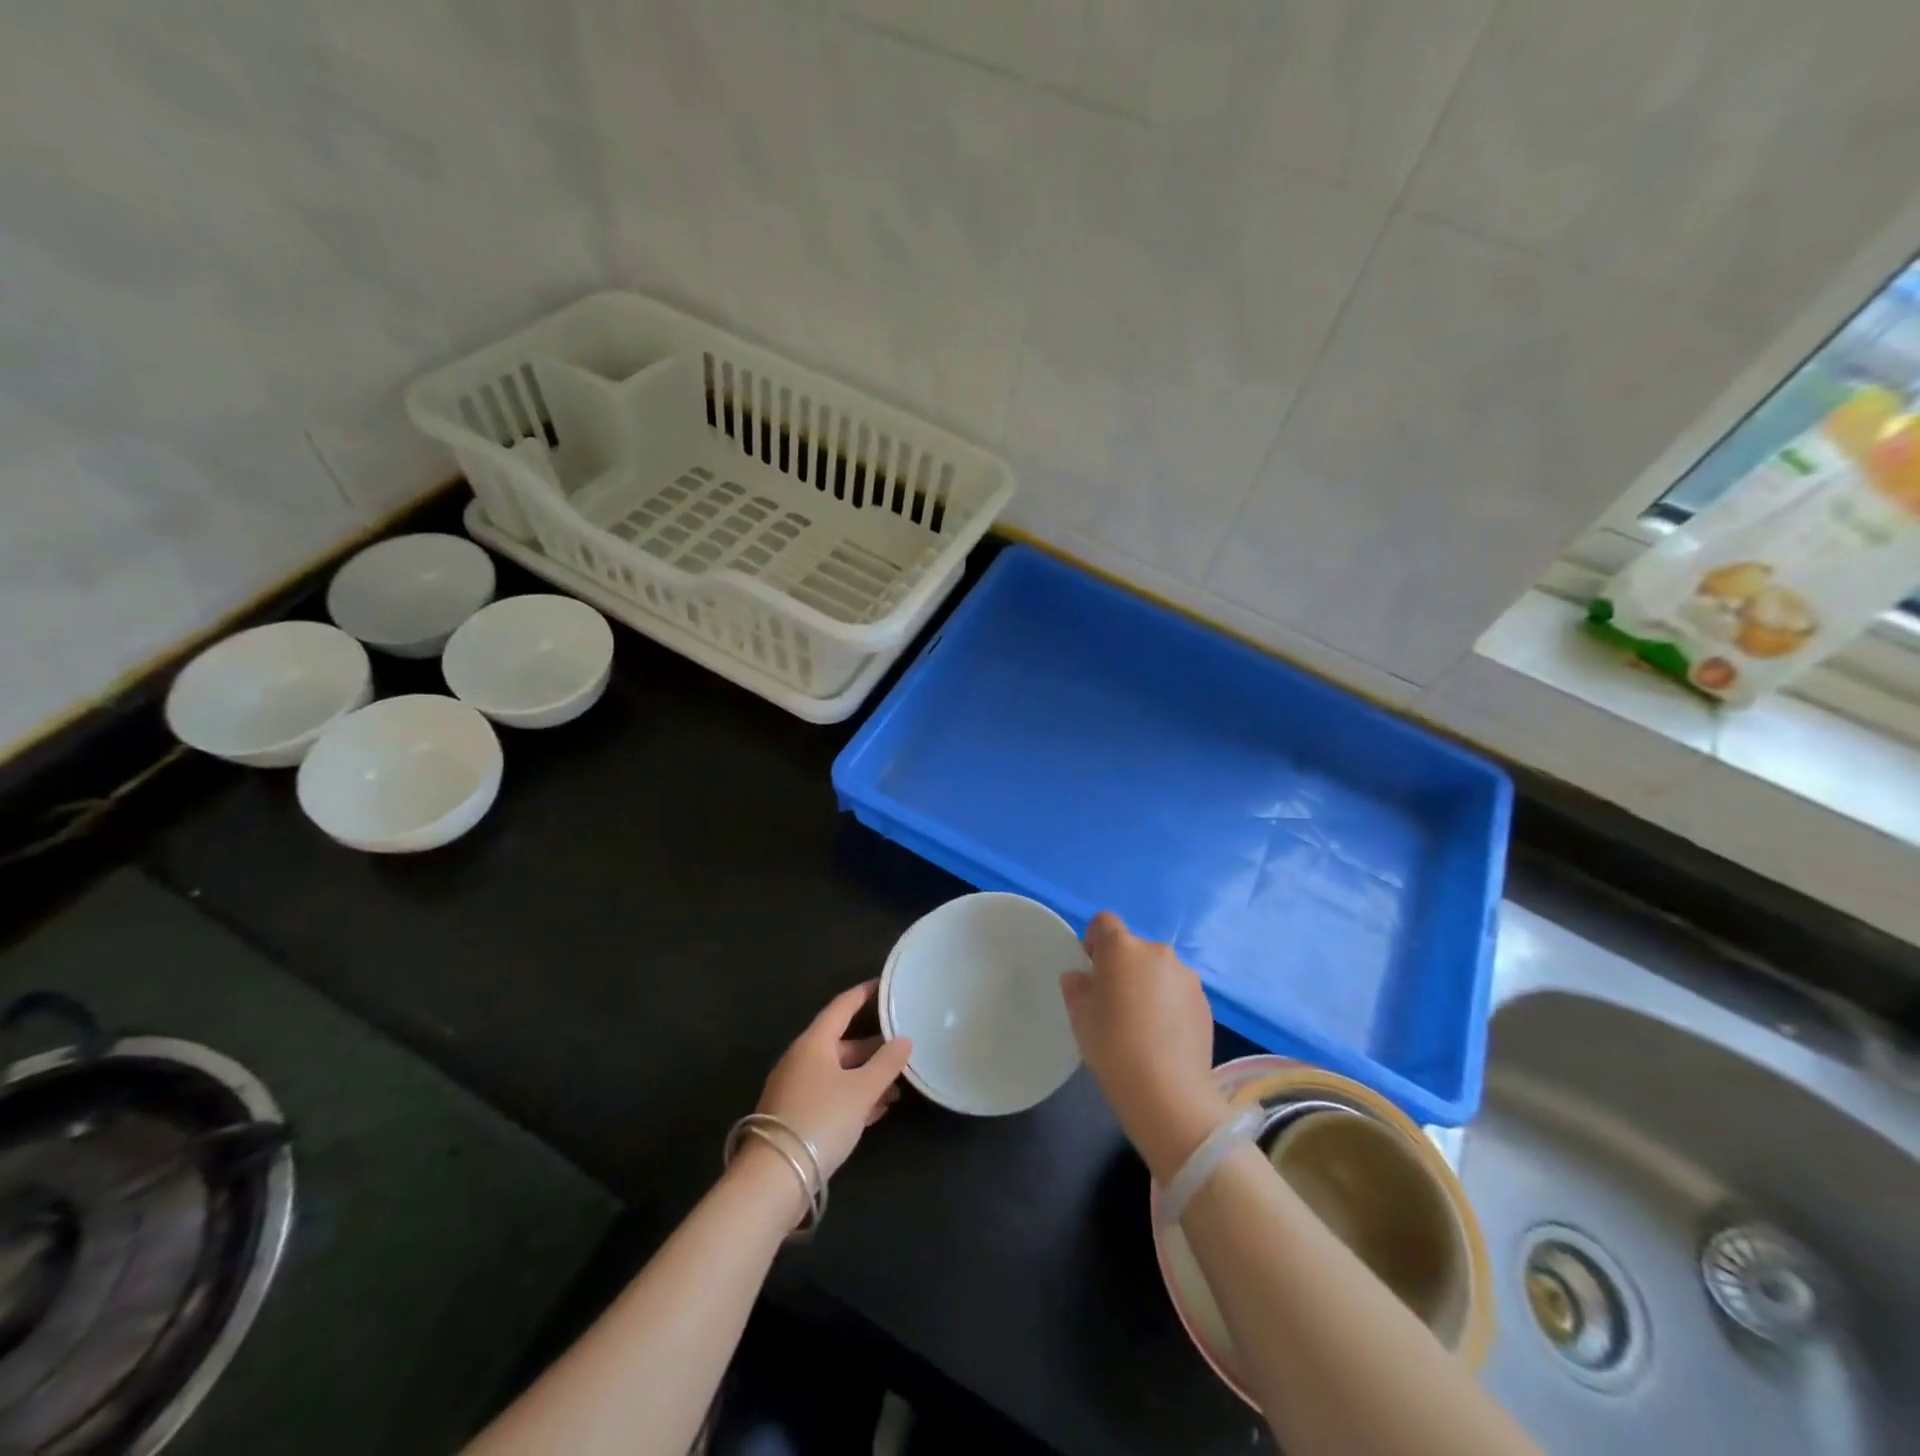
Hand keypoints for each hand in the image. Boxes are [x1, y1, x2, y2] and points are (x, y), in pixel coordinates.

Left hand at [756, 981, 912, 1180]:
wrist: (775, 1179)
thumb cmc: (821, 1120)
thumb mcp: (861, 1090)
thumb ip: (886, 1064)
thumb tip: (904, 1040)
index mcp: (813, 1043)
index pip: (841, 1007)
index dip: (863, 994)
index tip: (883, 984)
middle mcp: (801, 1060)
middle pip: (841, 1043)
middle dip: (873, 1046)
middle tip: (902, 1045)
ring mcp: (796, 1090)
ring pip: (838, 1073)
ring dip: (867, 1076)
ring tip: (898, 1084)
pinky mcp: (796, 1118)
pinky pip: (831, 1096)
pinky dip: (854, 1096)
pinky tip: (877, 1109)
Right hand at [1061, 912, 1230, 1182]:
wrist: (1168, 1092)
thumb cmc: (1113, 1047)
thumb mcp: (1079, 1016)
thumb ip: (1076, 987)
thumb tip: (1081, 977)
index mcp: (1121, 948)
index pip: (1104, 922)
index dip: (1095, 941)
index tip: (1092, 970)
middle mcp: (1157, 951)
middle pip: (1133, 948)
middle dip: (1122, 967)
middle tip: (1114, 1003)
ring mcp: (1186, 976)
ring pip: (1158, 970)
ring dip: (1148, 985)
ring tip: (1142, 1024)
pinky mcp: (1205, 1001)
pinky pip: (1177, 991)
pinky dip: (1168, 1004)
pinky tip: (1163, 1037)